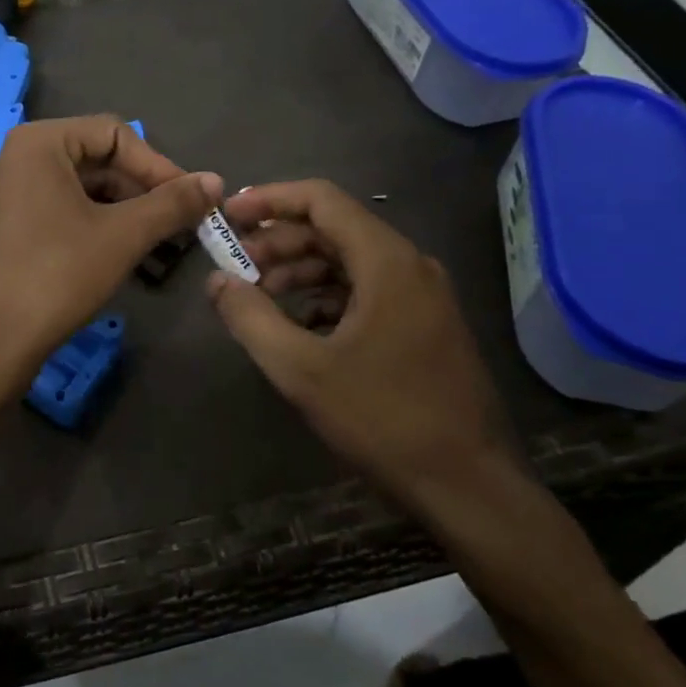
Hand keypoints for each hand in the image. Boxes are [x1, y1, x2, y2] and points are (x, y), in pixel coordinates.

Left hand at [0, 116, 221, 387]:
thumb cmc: (58, 274)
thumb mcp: (123, 235)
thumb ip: (172, 203)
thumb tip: (215, 181)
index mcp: (37, 143)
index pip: (114, 134)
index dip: (159, 165)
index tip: (191, 200)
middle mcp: (14, 160)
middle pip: (95, 162)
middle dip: (142, 193)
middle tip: (179, 225)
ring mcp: (3, 197)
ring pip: (78, 192)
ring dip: (123, 215)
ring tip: (158, 247)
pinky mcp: (2, 231)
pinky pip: (57, 214)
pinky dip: (93, 229)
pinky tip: (120, 259)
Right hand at [206, 179, 518, 505]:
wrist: (469, 486)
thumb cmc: (384, 419)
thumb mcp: (301, 370)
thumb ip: (250, 317)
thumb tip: (216, 280)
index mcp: (387, 262)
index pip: (322, 200)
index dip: (270, 200)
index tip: (228, 217)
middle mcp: (410, 266)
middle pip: (334, 229)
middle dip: (279, 242)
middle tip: (236, 267)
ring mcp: (422, 297)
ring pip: (349, 262)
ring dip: (300, 271)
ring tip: (259, 298)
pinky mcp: (424, 326)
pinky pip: (366, 291)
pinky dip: (326, 298)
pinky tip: (299, 328)